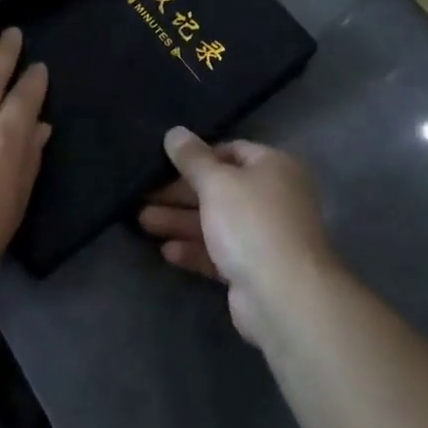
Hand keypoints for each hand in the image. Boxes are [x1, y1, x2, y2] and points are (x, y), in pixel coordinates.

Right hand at [139, 128, 334, 346]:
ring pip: (215, 222)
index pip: (232, 151)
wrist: (283, 296)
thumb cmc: (250, 223)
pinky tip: (167, 251)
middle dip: (180, 193)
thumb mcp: (216, 182)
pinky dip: (194, 249)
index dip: (198, 156)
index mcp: (273, 168)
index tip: (165, 162)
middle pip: (219, 188)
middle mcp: (272, 198)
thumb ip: (192, 158)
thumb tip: (175, 132)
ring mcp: (264, 236)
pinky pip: (218, 252)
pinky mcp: (253, 269)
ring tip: (143, 222)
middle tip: (144, 195)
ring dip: (180, 221)